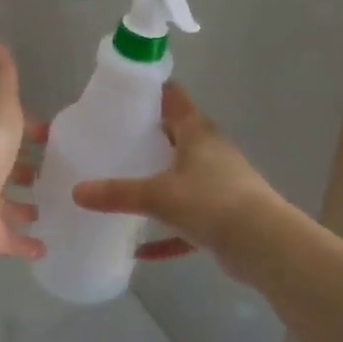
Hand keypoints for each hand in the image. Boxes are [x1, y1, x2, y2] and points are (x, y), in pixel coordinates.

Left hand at [0, 44, 44, 260]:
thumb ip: (2, 78)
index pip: (7, 130)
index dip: (29, 131)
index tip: (50, 137)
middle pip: (6, 170)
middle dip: (25, 171)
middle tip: (55, 174)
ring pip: (7, 207)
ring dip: (26, 208)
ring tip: (54, 207)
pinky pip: (10, 242)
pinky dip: (26, 245)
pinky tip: (47, 247)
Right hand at [72, 83, 278, 263]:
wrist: (266, 245)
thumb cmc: (212, 202)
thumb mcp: (158, 195)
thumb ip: (117, 194)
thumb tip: (76, 192)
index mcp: (196, 133)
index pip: (172, 98)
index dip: (149, 91)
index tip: (121, 94)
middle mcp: (210, 152)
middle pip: (175, 136)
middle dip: (147, 138)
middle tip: (112, 141)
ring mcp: (219, 185)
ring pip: (182, 179)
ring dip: (159, 184)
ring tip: (124, 187)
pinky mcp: (224, 218)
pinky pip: (188, 222)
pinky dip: (168, 234)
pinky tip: (142, 250)